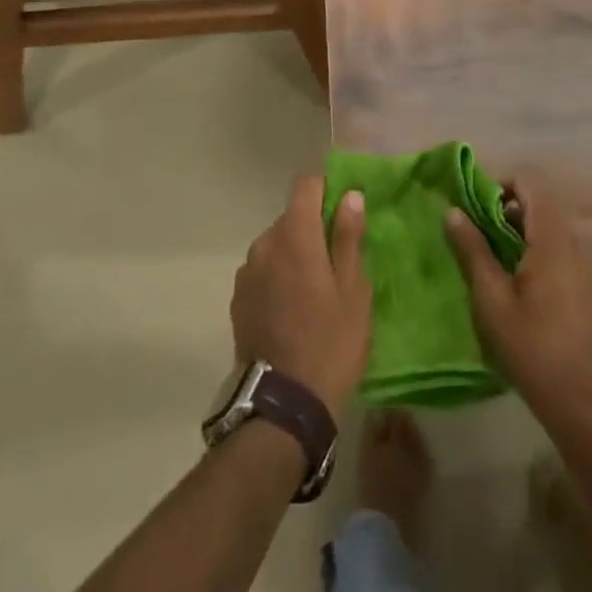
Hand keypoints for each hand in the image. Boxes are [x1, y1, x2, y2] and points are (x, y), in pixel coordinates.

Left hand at [232, 176, 371, 414]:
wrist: (283, 406)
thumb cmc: (330, 343)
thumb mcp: (353, 291)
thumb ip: (348, 238)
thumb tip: (350, 196)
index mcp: (295, 234)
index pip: (306, 186)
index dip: (326, 190)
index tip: (344, 211)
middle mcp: (265, 243)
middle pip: (291, 218)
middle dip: (313, 229)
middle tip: (337, 263)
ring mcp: (247, 271)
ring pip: (276, 246)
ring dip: (294, 256)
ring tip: (315, 293)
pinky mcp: (238, 298)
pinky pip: (263, 272)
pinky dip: (277, 278)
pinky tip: (292, 311)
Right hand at [445, 178, 591, 441]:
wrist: (591, 411)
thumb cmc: (535, 352)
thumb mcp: (493, 301)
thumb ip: (473, 250)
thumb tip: (453, 210)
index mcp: (554, 241)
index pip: (530, 184)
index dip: (500, 186)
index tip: (476, 210)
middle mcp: (578, 245)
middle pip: (542, 205)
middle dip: (508, 212)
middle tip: (479, 238)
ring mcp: (591, 269)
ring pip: (554, 230)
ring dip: (524, 234)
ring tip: (496, 265)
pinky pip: (565, 253)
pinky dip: (541, 253)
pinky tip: (524, 289)